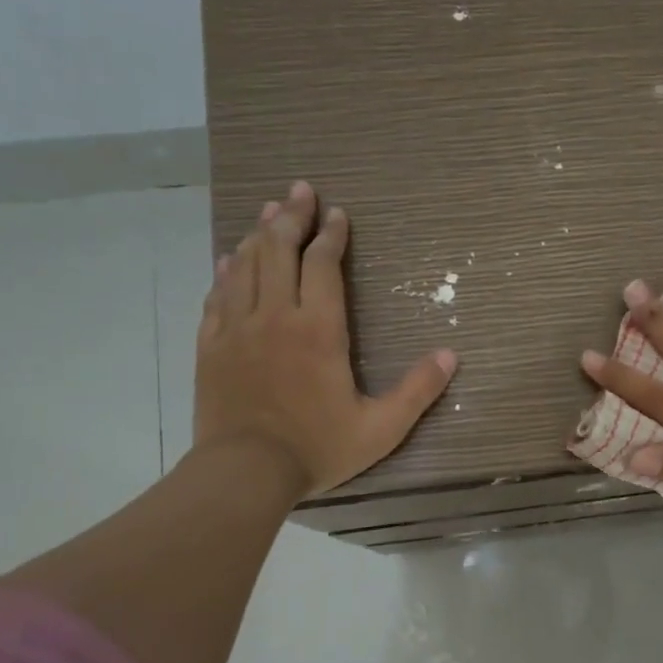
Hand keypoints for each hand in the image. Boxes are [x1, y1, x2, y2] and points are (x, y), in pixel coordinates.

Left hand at [195, 180, 456, 496]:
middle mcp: (276, 316)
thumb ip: (417, 390)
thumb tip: (451, 356)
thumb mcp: (381, 428)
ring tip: (269, 210)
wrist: (244, 472)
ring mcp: (237, 328)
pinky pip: (217, 295)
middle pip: (279, 250)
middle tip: (300, 190)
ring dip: (259, 233)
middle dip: (292, 216)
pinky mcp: (211, 346)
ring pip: (246, 264)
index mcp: (319, 330)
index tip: (337, 214)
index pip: (323, 265)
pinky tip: (229, 259)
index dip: (331, 235)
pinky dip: (226, 270)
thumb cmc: (317, 449)